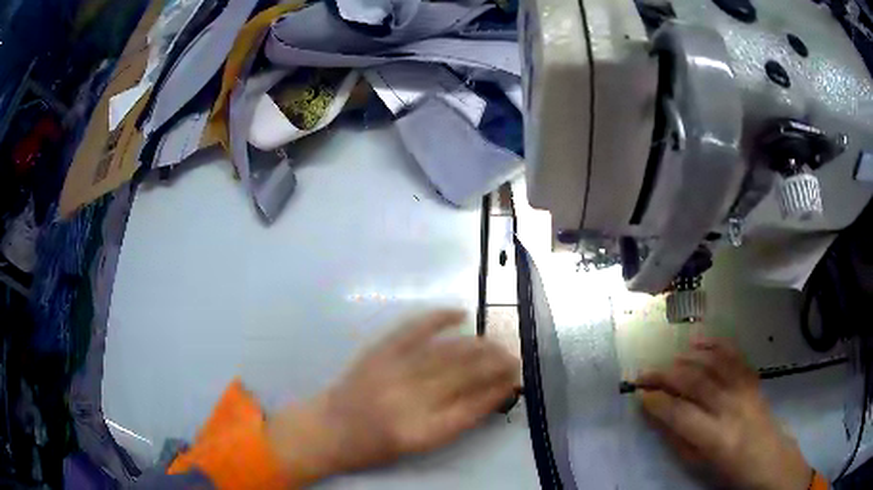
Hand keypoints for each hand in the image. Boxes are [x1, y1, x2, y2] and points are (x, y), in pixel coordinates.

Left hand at [267, 310, 519, 481]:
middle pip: (464, 376)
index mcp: (422, 432)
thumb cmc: (373, 448)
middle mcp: (410, 401)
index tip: (515, 381)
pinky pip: (413, 329)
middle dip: (495, 365)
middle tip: (514, 358)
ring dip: (477, 345)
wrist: (327, 430)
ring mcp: (393, 372)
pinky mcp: (378, 352)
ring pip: (446, 352)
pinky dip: (437, 318)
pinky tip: (460, 313)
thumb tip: (485, 395)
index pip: (473, 407)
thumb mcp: (418, 446)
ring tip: (496, 343)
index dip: (498, 392)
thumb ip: (452, 422)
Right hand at [635, 339, 812, 489]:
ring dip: (687, 358)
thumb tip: (658, 416)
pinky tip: (698, 341)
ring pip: (713, 363)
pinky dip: (714, 344)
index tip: (639, 395)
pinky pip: (733, 354)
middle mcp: (732, 407)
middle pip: (696, 382)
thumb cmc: (730, 468)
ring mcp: (745, 388)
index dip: (657, 402)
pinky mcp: (752, 378)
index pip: (681, 414)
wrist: (769, 457)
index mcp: (717, 437)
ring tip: (667, 360)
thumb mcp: (700, 463)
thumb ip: (679, 438)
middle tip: (644, 374)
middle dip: (665, 376)